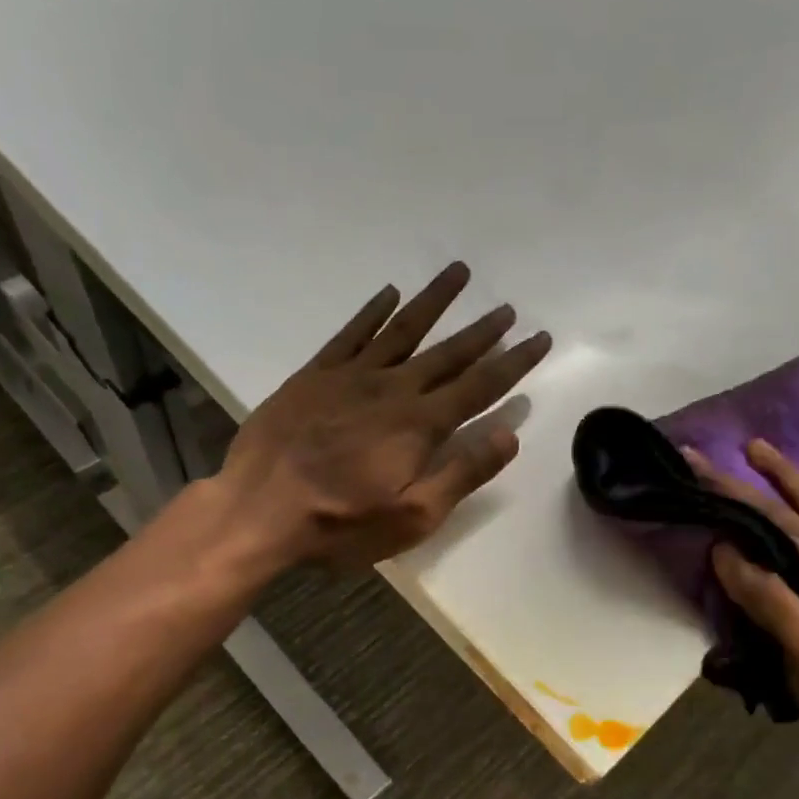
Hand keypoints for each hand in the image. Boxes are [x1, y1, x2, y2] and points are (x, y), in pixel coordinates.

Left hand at [217, 262, 550, 569]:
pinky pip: (351, 334)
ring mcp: (350, 377)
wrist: (259, 512)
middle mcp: (392, 389)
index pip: (479, 386)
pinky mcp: (314, 376)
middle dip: (482, 331)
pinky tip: (389, 294)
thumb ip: (462, 473)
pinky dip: (373, 311)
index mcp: (420, 425)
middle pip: (447, 353)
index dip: (513, 362)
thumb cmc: (342, 525)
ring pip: (402, 330)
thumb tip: (508, 435)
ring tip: (459, 273)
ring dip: (433, 302)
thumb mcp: (414, 516)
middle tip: (507, 307)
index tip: (539, 338)